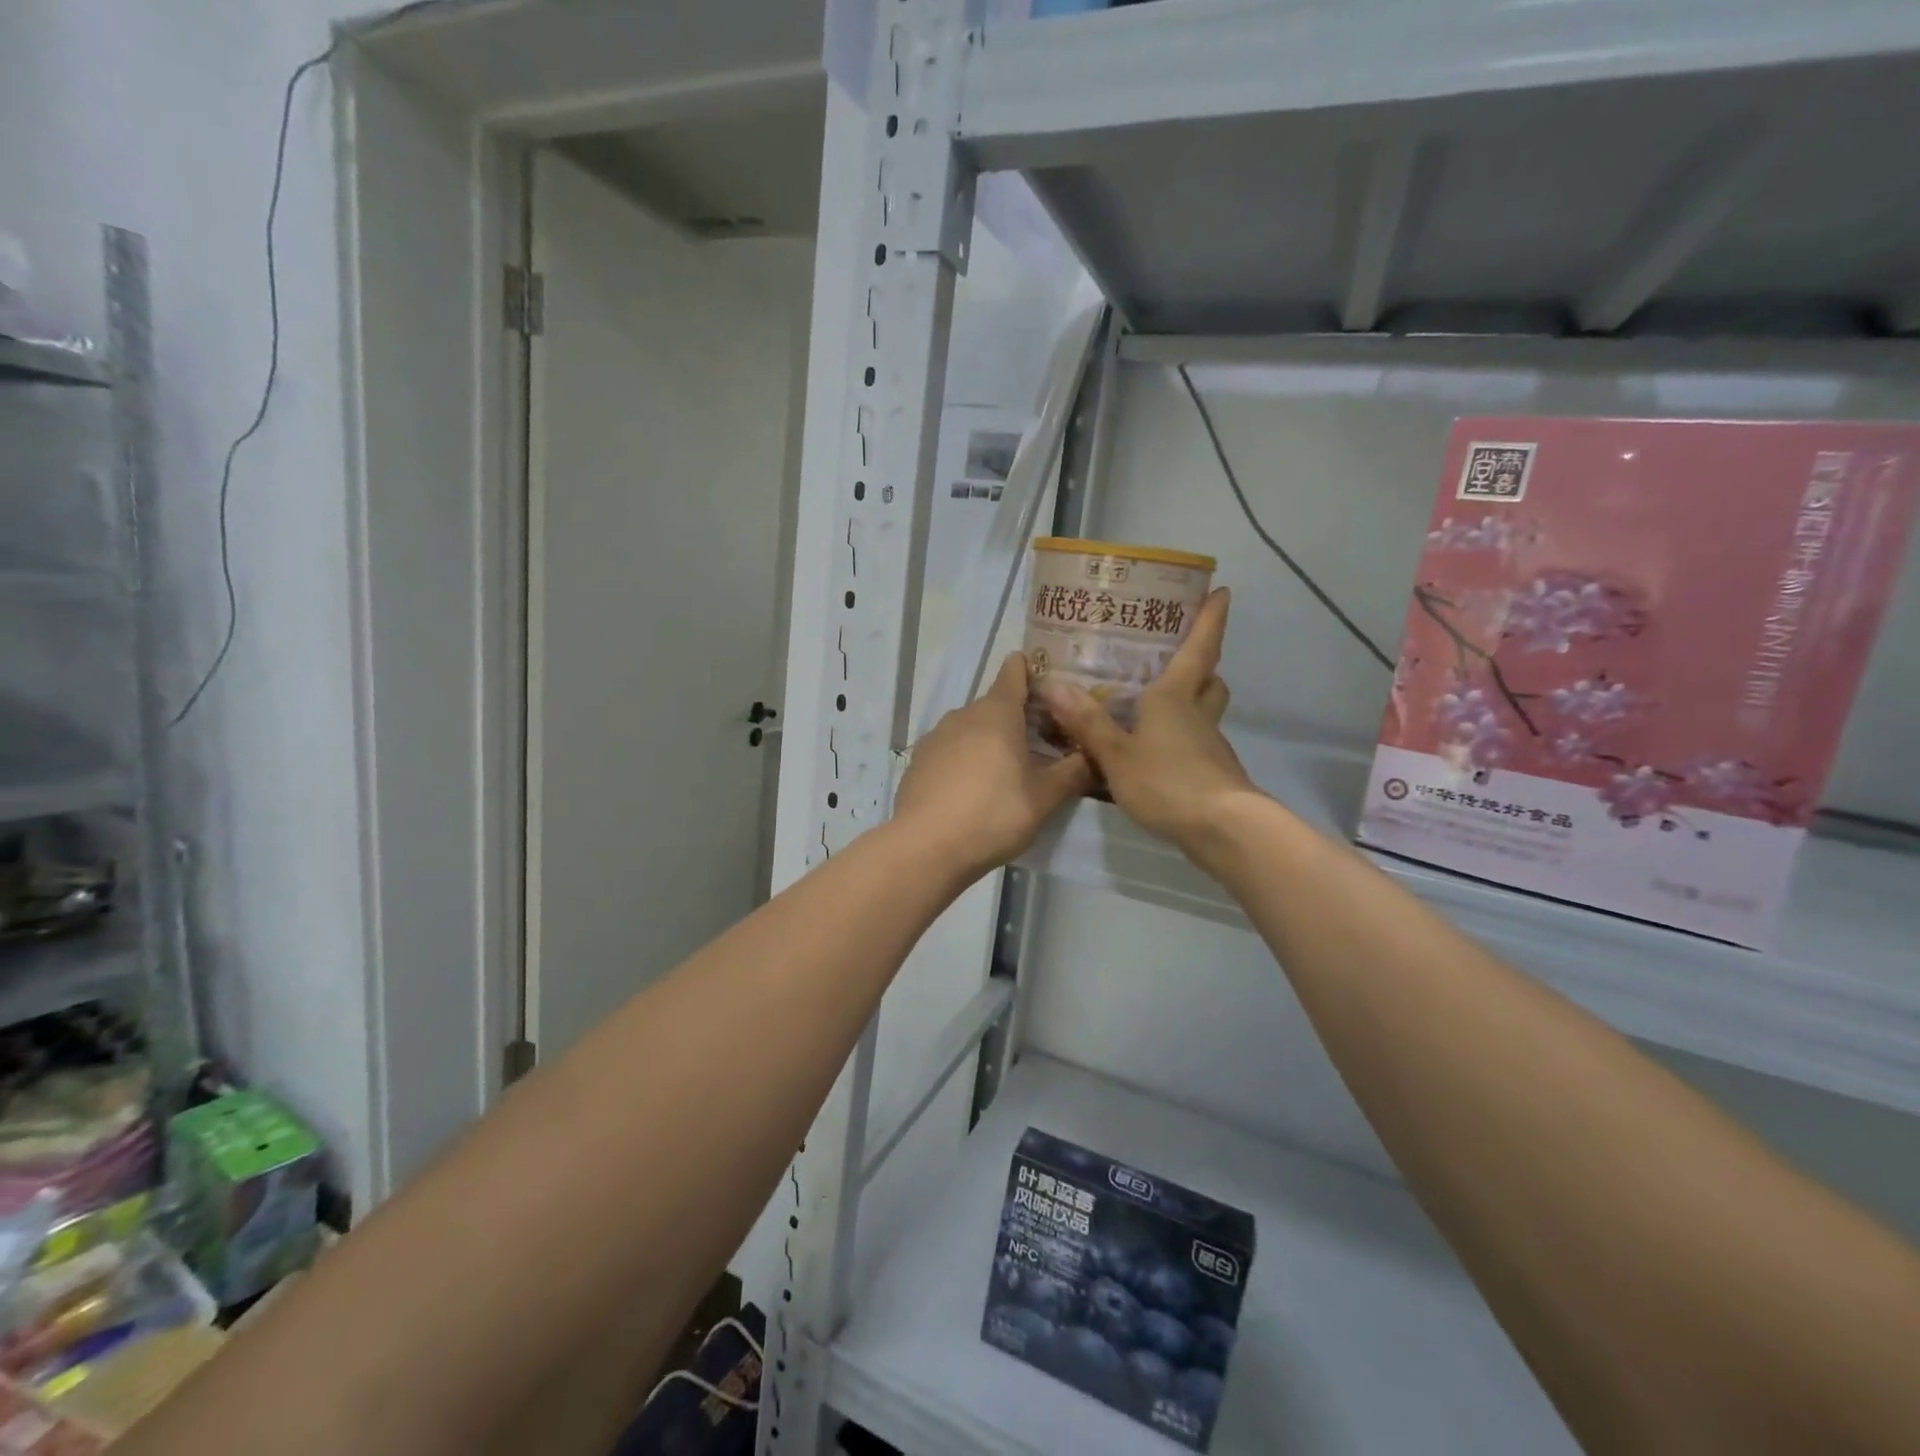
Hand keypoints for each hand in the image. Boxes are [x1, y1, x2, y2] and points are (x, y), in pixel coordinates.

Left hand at [893, 653, 1091, 879]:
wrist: (926, 848)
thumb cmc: (993, 814)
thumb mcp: (1044, 798)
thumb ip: (1072, 773)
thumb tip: (1092, 756)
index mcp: (997, 713)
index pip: (1014, 673)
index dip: (1029, 670)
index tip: (1044, 679)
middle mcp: (963, 715)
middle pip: (994, 705)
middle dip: (1016, 717)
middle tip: (1040, 741)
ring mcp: (935, 737)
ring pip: (970, 728)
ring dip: (989, 740)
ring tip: (1007, 769)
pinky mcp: (918, 762)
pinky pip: (950, 751)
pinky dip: (964, 760)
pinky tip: (972, 789)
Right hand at [1034, 588, 1259, 851]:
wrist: (1222, 829)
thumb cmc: (1168, 781)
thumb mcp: (1116, 754)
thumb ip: (1087, 723)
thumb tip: (1053, 685)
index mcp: (1175, 697)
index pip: (1199, 648)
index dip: (1209, 618)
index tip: (1221, 591)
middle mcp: (1197, 714)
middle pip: (1208, 680)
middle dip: (1200, 664)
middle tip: (1175, 656)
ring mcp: (1209, 745)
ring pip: (1204, 712)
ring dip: (1190, 701)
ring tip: (1154, 704)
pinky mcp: (1212, 772)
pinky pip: (1196, 742)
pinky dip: (1180, 738)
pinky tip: (1155, 752)